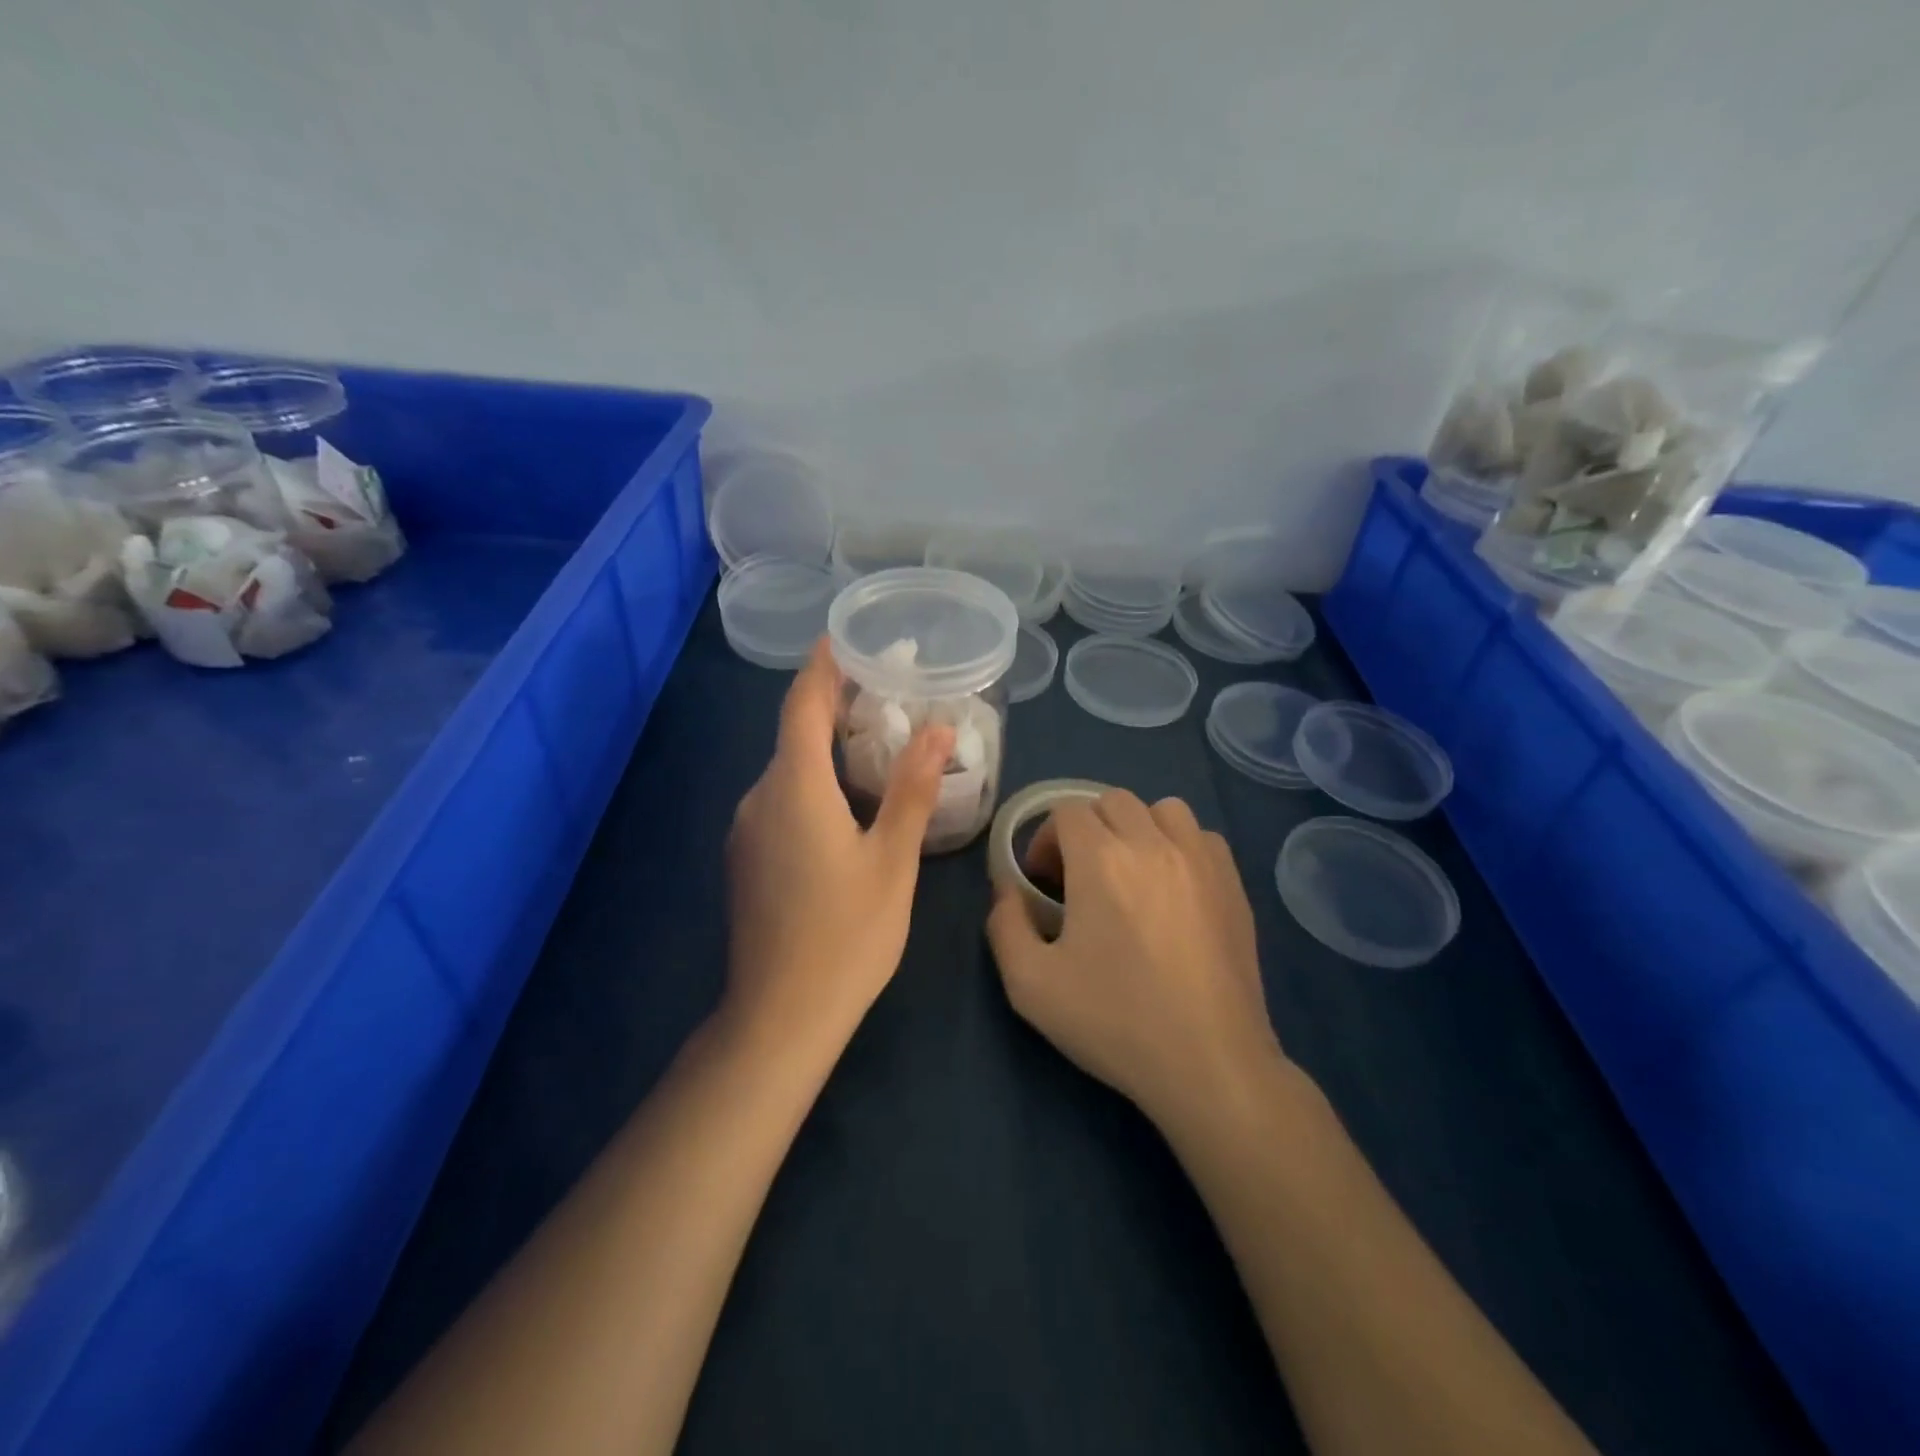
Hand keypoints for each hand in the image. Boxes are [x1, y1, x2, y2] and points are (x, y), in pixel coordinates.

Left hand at [723, 639, 952, 1051]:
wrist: (779, 1016)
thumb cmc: (846, 935)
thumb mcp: (892, 860)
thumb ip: (912, 789)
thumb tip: (938, 728)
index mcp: (795, 787)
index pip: (803, 705)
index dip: (823, 667)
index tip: (845, 638)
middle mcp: (760, 797)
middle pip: (794, 734)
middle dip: (834, 707)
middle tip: (886, 694)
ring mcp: (747, 830)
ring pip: (787, 771)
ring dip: (824, 749)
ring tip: (875, 745)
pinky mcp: (746, 858)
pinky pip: (780, 801)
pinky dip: (811, 783)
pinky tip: (845, 804)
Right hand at [986, 791, 1285, 1130]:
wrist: (1208, 1062)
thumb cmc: (1115, 1021)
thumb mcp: (1030, 984)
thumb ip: (1004, 925)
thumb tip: (1006, 890)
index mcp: (1101, 860)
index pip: (1066, 811)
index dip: (1045, 841)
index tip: (1043, 884)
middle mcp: (1153, 843)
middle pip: (1111, 801)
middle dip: (1085, 830)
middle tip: (1079, 879)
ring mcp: (1201, 860)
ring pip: (1162, 810)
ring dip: (1136, 829)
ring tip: (1130, 874)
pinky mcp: (1233, 884)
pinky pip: (1202, 837)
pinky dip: (1180, 846)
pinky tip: (1173, 888)